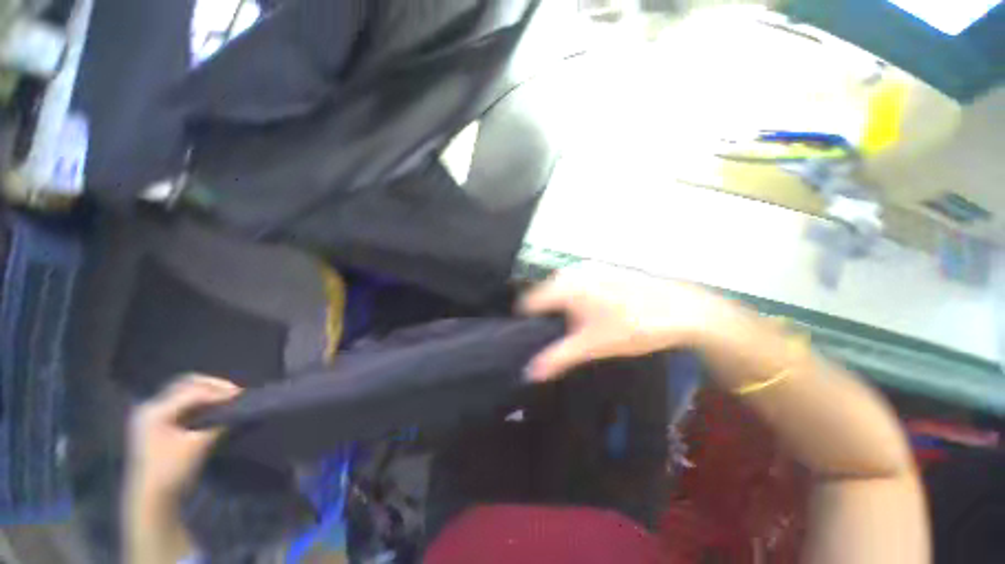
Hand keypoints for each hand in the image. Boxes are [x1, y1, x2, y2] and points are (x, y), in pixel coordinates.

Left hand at [126, 375, 241, 498]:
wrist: (153, 501)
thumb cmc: (172, 471)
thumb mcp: (197, 445)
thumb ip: (218, 422)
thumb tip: (238, 407)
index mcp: (155, 410)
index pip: (192, 391)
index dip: (218, 390)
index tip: (241, 394)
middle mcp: (151, 407)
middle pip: (185, 385)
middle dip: (212, 386)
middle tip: (234, 392)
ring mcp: (153, 417)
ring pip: (184, 394)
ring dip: (207, 394)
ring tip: (227, 399)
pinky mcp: (158, 427)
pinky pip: (182, 406)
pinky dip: (200, 404)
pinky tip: (214, 409)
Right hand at [520, 263, 738, 380]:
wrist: (682, 309)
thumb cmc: (632, 326)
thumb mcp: (592, 346)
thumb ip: (557, 358)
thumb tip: (530, 373)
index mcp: (564, 286)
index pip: (529, 303)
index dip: (527, 323)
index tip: (533, 339)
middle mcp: (572, 271)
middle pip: (545, 296)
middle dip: (546, 316)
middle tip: (558, 337)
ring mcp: (589, 268)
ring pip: (562, 289)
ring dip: (562, 307)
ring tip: (576, 328)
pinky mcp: (604, 269)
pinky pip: (578, 284)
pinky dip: (577, 298)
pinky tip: (594, 313)